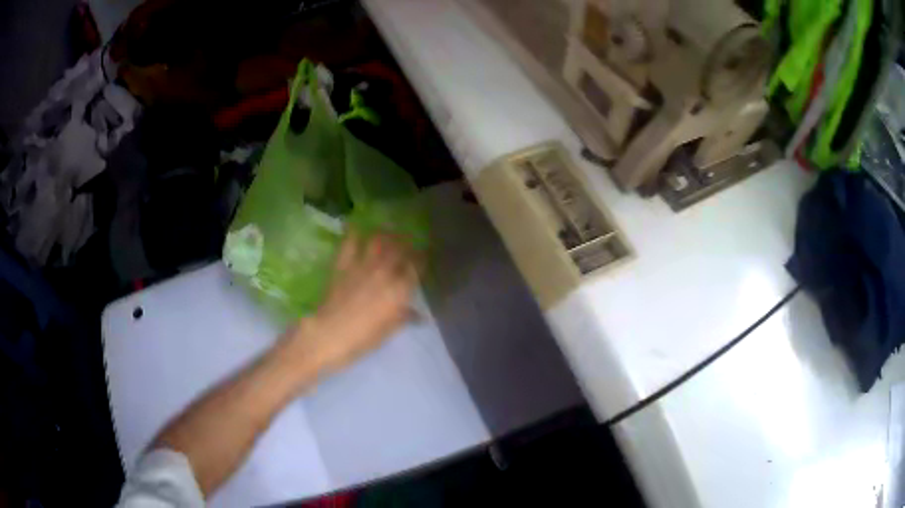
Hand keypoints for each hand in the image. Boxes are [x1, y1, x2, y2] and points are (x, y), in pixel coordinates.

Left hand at [283, 231, 418, 378]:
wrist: (329, 334)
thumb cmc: (362, 339)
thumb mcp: (388, 331)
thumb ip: (405, 317)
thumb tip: (420, 316)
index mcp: (399, 290)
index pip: (416, 268)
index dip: (421, 260)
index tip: (423, 257)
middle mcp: (384, 272)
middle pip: (400, 249)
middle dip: (407, 243)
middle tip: (409, 241)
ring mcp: (362, 266)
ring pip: (379, 241)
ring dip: (386, 235)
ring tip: (389, 232)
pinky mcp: (343, 264)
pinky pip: (350, 243)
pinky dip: (354, 234)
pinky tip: (356, 229)